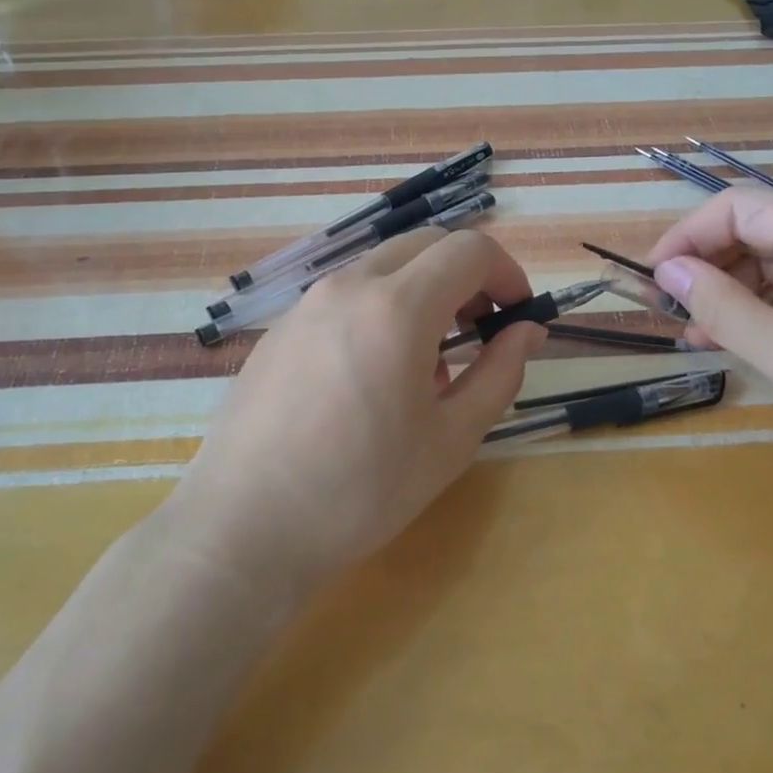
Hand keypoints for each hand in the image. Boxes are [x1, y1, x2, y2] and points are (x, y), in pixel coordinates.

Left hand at [166, 228, 546, 597]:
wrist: (244, 527)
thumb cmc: (361, 490)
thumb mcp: (451, 439)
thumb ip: (499, 374)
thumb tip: (528, 331)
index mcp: (398, 307)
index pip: (469, 250)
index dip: (506, 274)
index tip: (517, 317)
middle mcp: (349, 286)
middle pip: (425, 245)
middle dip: (466, 276)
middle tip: (480, 330)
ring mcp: (307, 303)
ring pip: (383, 267)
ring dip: (422, 292)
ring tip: (426, 363)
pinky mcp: (280, 327)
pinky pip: (345, 295)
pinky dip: (380, 309)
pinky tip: (372, 375)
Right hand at [646, 186, 772, 497]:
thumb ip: (726, 309)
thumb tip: (668, 272)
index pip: (741, 208)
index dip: (689, 236)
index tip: (654, 281)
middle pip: (760, 232)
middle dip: (708, 267)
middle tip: (671, 314)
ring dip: (733, 294)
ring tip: (697, 335)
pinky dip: (767, 313)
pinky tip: (742, 342)